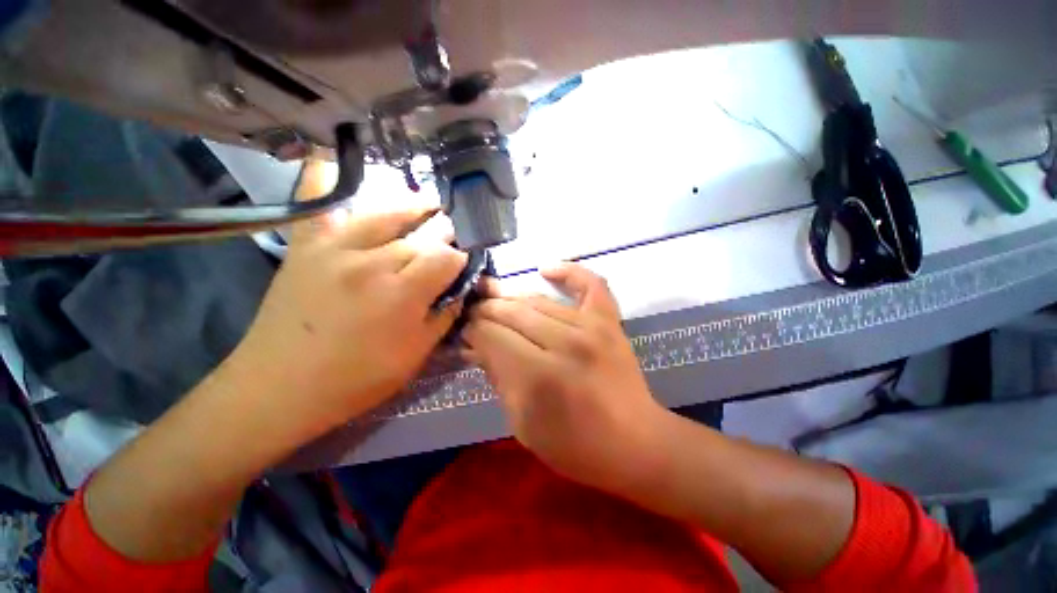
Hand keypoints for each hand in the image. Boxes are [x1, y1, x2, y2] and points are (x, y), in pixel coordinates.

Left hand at [226, 159, 467, 441]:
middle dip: (446, 233)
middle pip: (424, 233)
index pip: (447, 257)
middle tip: (454, 236)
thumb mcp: (416, 356)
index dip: (462, 259)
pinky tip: (337, 161)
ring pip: (387, 212)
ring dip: (415, 206)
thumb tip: (458, 289)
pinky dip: (326, 178)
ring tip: (430, 203)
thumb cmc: (357, 378)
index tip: (463, 266)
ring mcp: (336, 247)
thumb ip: (444, 317)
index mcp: (402, 294)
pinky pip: (318, 202)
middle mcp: (372, 261)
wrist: (280, 387)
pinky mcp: (307, 246)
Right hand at [464, 263, 665, 491]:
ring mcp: (592, 327)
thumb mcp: (522, 424)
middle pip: (512, 312)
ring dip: (510, 296)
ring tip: (494, 296)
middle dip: (486, 310)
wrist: (635, 442)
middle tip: (473, 312)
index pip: (492, 335)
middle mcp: (566, 343)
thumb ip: (498, 378)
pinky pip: (590, 283)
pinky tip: (546, 269)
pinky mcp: (610, 321)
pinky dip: (569, 271)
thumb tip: (475, 346)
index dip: (473, 330)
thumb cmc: (575, 446)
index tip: (465, 331)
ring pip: (538, 299)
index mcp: (540, 376)